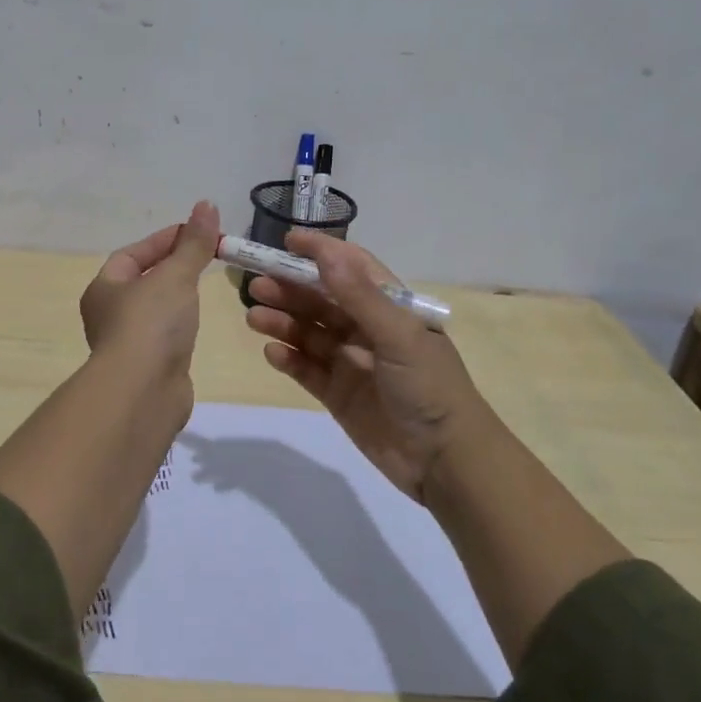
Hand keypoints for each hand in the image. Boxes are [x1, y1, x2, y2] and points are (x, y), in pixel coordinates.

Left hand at [80, 201, 220, 415]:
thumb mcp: (176, 275)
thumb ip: (193, 243)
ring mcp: (127, 343)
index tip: (198, 232)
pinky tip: (197, 324)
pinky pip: (164, 336)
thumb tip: (207, 205)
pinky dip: (180, 326)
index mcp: (104, 288)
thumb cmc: (151, 324)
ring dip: (176, 297)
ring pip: (153, 310)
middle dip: (172, 267)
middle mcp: (108, 314)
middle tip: (206, 257)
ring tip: (204, 287)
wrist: (142, 393)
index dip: (164, 240)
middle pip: (142, 281)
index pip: (132, 254)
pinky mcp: (147, 368)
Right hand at [245, 231, 490, 500]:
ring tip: (255, 316)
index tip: (287, 241)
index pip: (352, 268)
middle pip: (322, 300)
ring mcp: (351, 362)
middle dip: (291, 289)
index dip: (321, 252)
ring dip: (283, 321)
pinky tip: (271, 352)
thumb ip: (359, 296)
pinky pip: (306, 369)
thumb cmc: (429, 387)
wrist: (445, 461)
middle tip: (256, 284)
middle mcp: (368, 330)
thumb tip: (326, 254)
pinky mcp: (338, 394)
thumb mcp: (398, 335)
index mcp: (391, 308)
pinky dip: (288, 358)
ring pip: (309, 333)